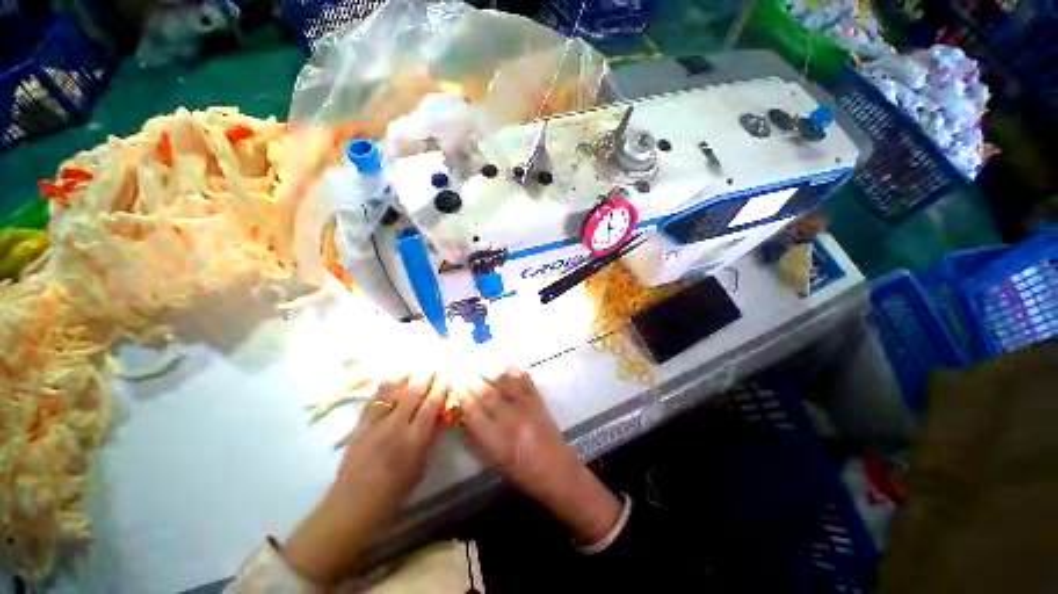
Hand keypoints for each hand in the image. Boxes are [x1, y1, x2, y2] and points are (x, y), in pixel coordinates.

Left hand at [283, 372, 447, 584]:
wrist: (353, 505)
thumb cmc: (394, 492)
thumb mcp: (420, 467)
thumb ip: (429, 439)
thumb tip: (437, 416)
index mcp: (414, 440)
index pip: (431, 405)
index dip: (440, 388)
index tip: (447, 375)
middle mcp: (396, 426)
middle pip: (414, 393)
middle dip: (426, 376)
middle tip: (435, 365)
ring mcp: (376, 424)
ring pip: (393, 391)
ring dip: (406, 375)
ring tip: (416, 365)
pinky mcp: (360, 425)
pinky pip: (374, 399)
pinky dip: (385, 386)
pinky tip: (393, 377)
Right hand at [454, 367, 621, 544]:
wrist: (556, 469)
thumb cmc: (520, 471)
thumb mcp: (493, 461)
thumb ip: (477, 437)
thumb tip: (463, 413)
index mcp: (496, 441)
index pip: (474, 412)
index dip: (462, 394)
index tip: (452, 380)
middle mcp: (511, 421)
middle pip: (487, 394)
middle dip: (472, 378)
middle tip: (461, 365)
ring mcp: (526, 407)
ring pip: (505, 383)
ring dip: (490, 369)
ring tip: (478, 359)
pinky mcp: (538, 400)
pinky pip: (525, 380)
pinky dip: (514, 369)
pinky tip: (504, 362)